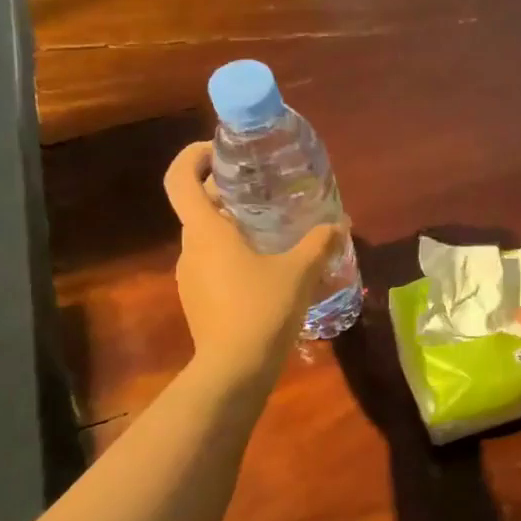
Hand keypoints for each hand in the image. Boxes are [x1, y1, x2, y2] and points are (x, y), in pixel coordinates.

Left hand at [163, 141, 344, 383]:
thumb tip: (339, 224)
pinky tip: (265, 270)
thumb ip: (319, 243)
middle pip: (196, 207)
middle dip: (224, 192)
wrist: (234, 369)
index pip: (180, 178)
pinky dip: (232, 255)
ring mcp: (190, 277)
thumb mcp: (300, 272)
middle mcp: (190, 249)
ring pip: (206, 238)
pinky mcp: (197, 301)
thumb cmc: (262, 309)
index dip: (193, 156)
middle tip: (260, 190)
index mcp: (206, 231)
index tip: (220, 150)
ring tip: (270, 231)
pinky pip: (212, 265)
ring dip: (231, 227)